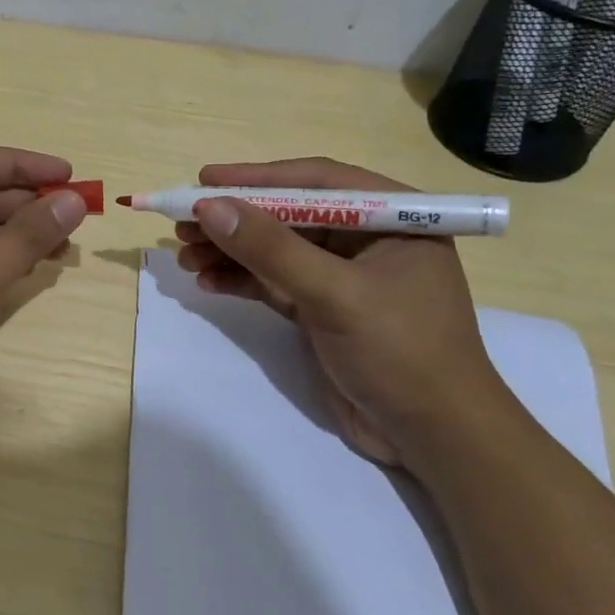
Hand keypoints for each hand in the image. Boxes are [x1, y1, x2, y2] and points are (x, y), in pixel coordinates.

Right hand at [175, 157, 506, 469]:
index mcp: (391, 217)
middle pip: (288, 214)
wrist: (432, 437)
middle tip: (182, 224)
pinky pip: (273, 282)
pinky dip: (240, 280)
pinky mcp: (322, 309)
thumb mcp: (334, 295)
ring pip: (275, 250)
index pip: (316, 181)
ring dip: (230, 251)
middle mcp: (366, 238)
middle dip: (235, 219)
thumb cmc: (401, 352)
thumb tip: (209, 207)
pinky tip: (206, 281)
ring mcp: (342, 276)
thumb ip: (271, 250)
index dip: (256, 178)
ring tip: (184, 256)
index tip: (204, 181)